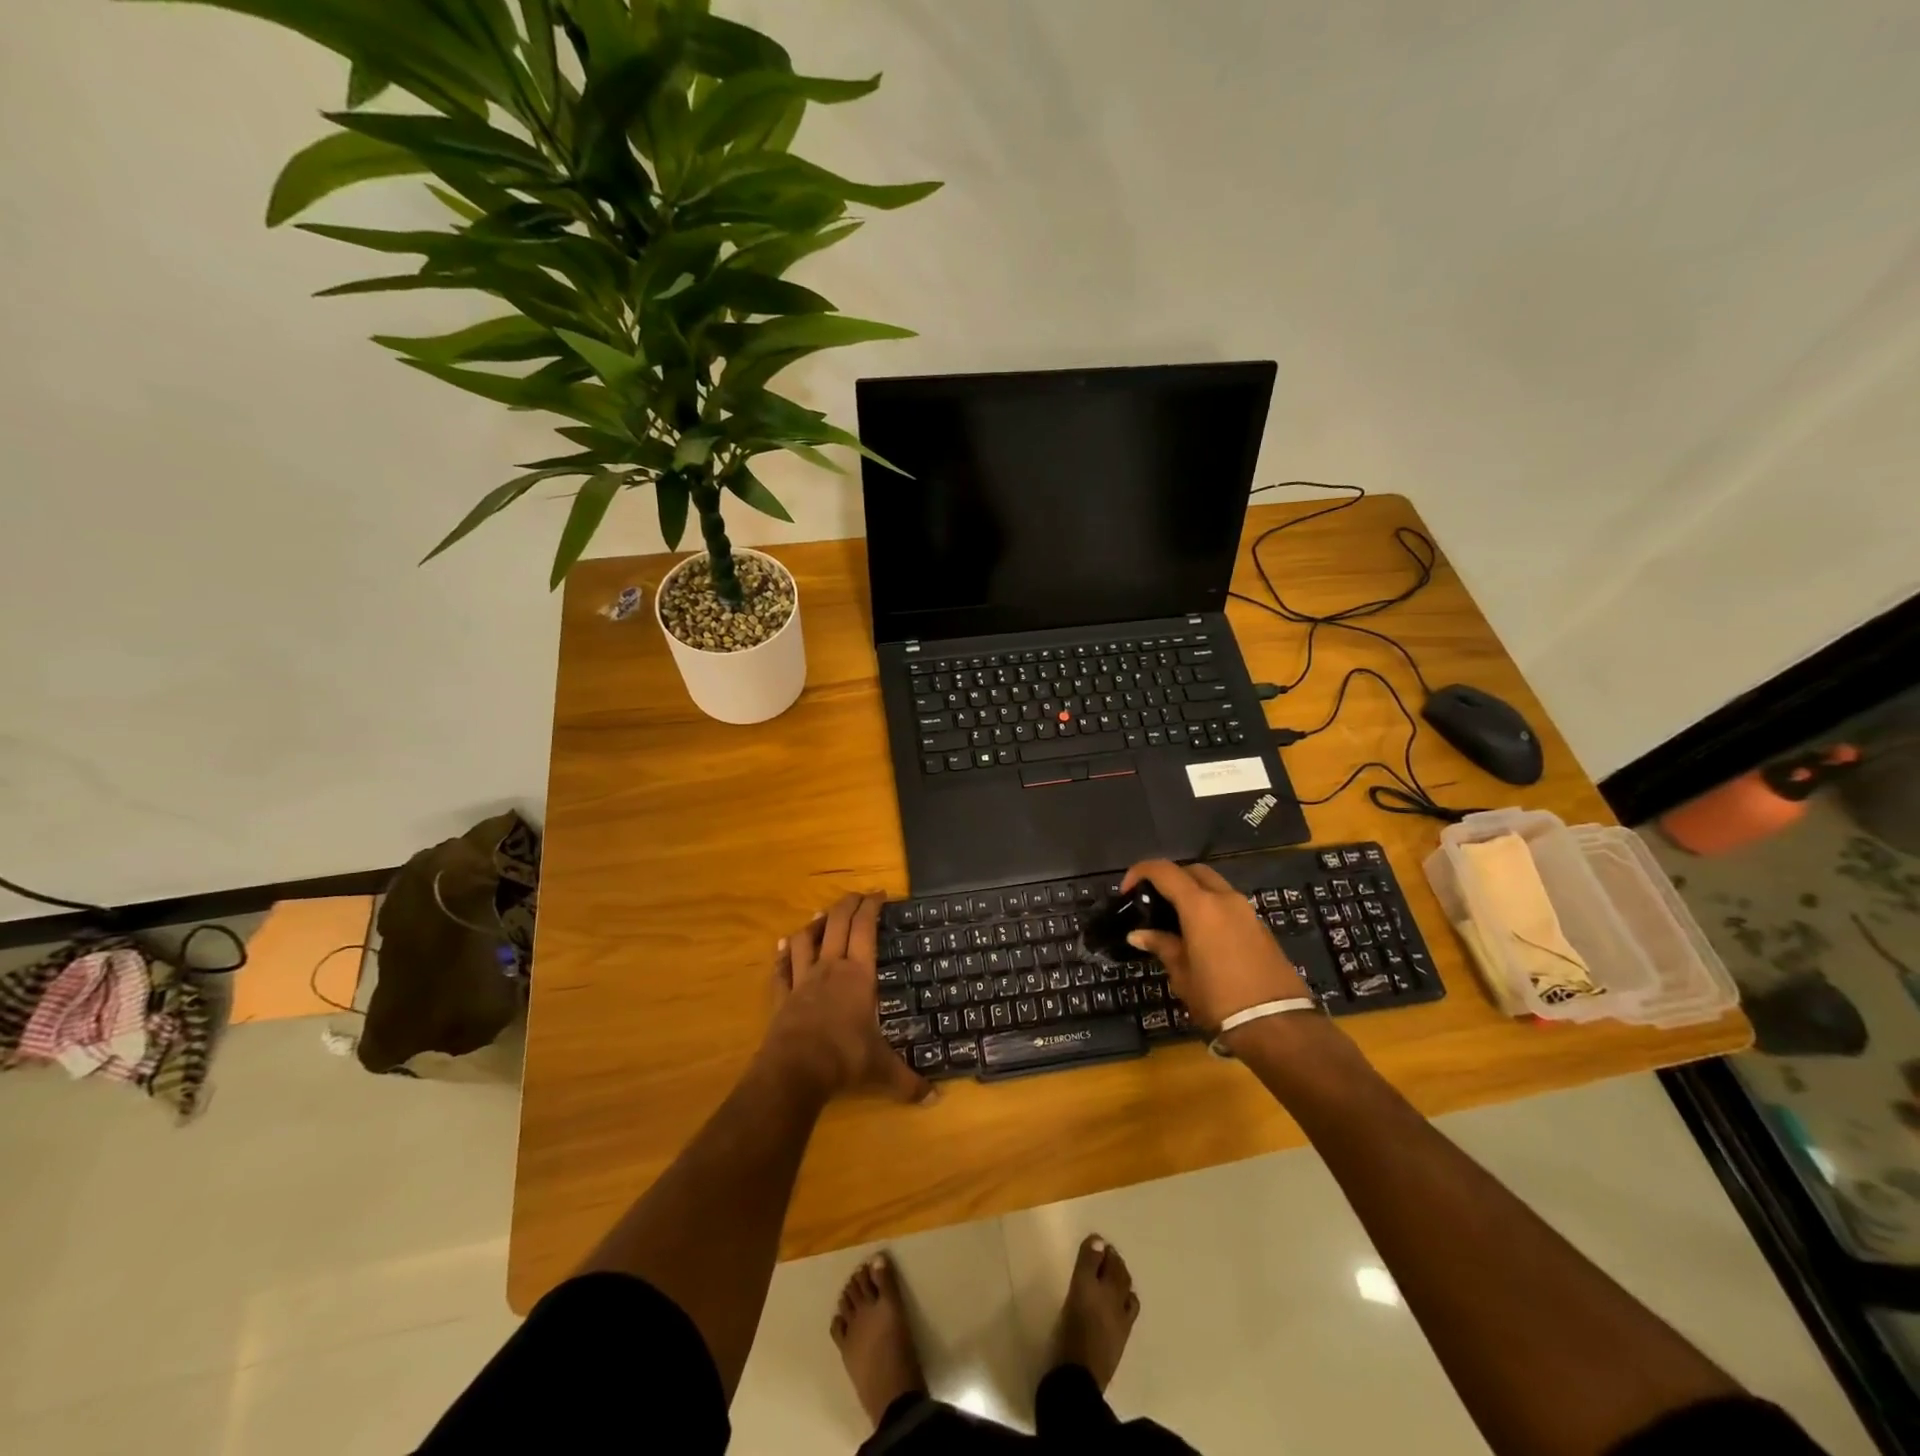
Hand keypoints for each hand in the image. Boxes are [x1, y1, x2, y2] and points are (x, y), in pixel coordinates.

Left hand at [765, 893, 934, 1105]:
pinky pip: (780, 969)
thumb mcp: (882, 1069)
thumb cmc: (845, 1058)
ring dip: (813, 924)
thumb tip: (936, 1100)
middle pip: (836, 924)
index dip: (871, 907)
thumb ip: (908, 1081)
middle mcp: (830, 969)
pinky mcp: (782, 997)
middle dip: (847, 904)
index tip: (879, 894)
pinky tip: (782, 947)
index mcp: (858, 975)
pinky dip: (782, 956)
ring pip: (805, 940)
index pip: (865, 929)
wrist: (795, 1070)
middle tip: (857, 896)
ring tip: (819, 915)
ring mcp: (802, 981)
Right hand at [1120, 860, 1309, 1032]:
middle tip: (1154, 901)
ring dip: (1193, 893)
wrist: (1277, 1025)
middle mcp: (1225, 899)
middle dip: (1171, 878)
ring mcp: (1247, 912)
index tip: (1127, 890)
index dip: (1141, 872)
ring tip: (1175, 919)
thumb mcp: (1182, 974)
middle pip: (1194, 871)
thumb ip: (1162, 946)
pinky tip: (1200, 935)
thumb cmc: (1219, 998)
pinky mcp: (1261, 928)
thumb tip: (1139, 934)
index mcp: (1201, 906)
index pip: (1165, 871)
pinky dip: (1211, 908)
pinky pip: (1229, 905)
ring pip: (1215, 886)